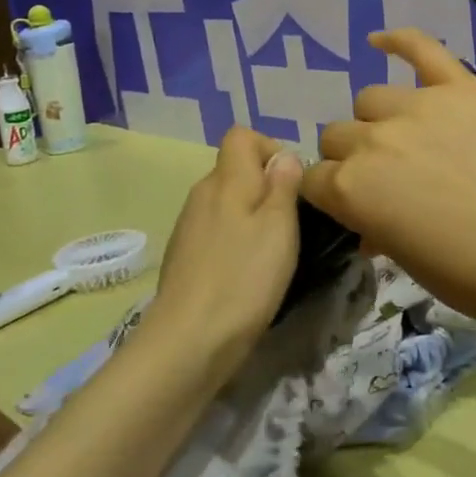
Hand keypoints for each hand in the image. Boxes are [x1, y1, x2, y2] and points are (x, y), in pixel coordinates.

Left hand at [146, 128, 303, 362]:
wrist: (190, 340)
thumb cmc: (245, 277)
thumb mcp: (279, 226)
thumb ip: (283, 184)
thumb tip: (284, 155)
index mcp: (226, 179)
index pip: (241, 136)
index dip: (269, 148)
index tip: (291, 182)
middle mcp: (202, 194)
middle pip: (234, 169)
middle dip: (264, 185)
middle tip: (290, 221)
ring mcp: (188, 226)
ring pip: (225, 202)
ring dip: (250, 215)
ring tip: (272, 249)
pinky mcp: (184, 256)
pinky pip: (215, 230)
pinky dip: (234, 239)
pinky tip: (246, 271)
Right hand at [303, 29, 475, 327]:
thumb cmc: (471, 273)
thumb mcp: (407, 262)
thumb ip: (375, 231)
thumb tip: (369, 227)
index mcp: (351, 189)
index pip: (314, 180)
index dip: (329, 194)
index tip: (350, 205)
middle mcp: (372, 140)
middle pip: (336, 135)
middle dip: (350, 158)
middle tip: (384, 178)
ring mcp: (417, 106)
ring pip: (369, 98)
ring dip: (378, 120)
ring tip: (406, 139)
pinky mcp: (459, 87)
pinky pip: (421, 49)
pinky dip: (399, 41)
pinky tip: (380, 41)